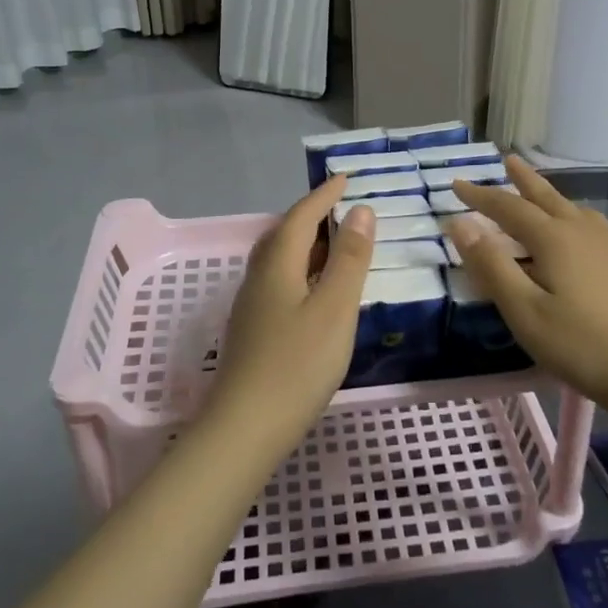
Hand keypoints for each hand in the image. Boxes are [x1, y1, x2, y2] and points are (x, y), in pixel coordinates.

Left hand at [200, 177, 375, 456]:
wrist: (245, 428)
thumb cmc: (297, 364)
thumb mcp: (335, 307)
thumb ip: (349, 258)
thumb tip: (361, 211)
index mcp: (277, 265)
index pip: (300, 216)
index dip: (323, 196)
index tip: (345, 179)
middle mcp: (258, 278)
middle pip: (283, 235)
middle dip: (311, 217)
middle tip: (340, 209)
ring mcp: (251, 306)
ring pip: (278, 261)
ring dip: (304, 245)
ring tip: (331, 246)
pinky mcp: (252, 331)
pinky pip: (277, 282)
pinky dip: (299, 271)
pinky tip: (313, 292)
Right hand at [446, 157, 607, 451]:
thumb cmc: (584, 346)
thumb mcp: (525, 312)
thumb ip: (492, 266)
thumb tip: (460, 224)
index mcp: (555, 238)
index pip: (508, 207)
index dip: (480, 196)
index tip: (456, 184)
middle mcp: (584, 231)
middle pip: (547, 197)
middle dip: (522, 180)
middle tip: (507, 160)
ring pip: (574, 208)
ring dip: (550, 196)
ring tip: (539, 193)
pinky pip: (592, 225)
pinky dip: (573, 216)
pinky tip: (580, 232)